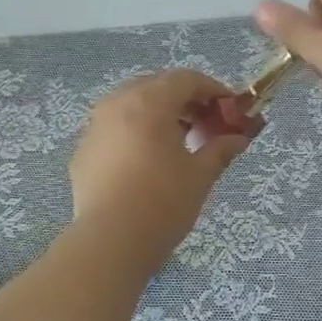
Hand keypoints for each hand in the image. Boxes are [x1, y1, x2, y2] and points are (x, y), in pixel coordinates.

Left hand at [69, 70, 250, 266]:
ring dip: (158, 113)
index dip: (213, 90)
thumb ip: (220, 149)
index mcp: (149, 102)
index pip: (186, 79)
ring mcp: (95, 126)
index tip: (230, 109)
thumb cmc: (163, 203)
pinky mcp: (83, 150)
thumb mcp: (200, 175)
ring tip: (177, 141)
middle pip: (156, 86)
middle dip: (184, 99)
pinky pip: (114, 128)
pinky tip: (146, 160)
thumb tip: (238, 138)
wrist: (110, 241)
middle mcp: (117, 103)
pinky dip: (135, 132)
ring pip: (131, 104)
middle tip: (205, 123)